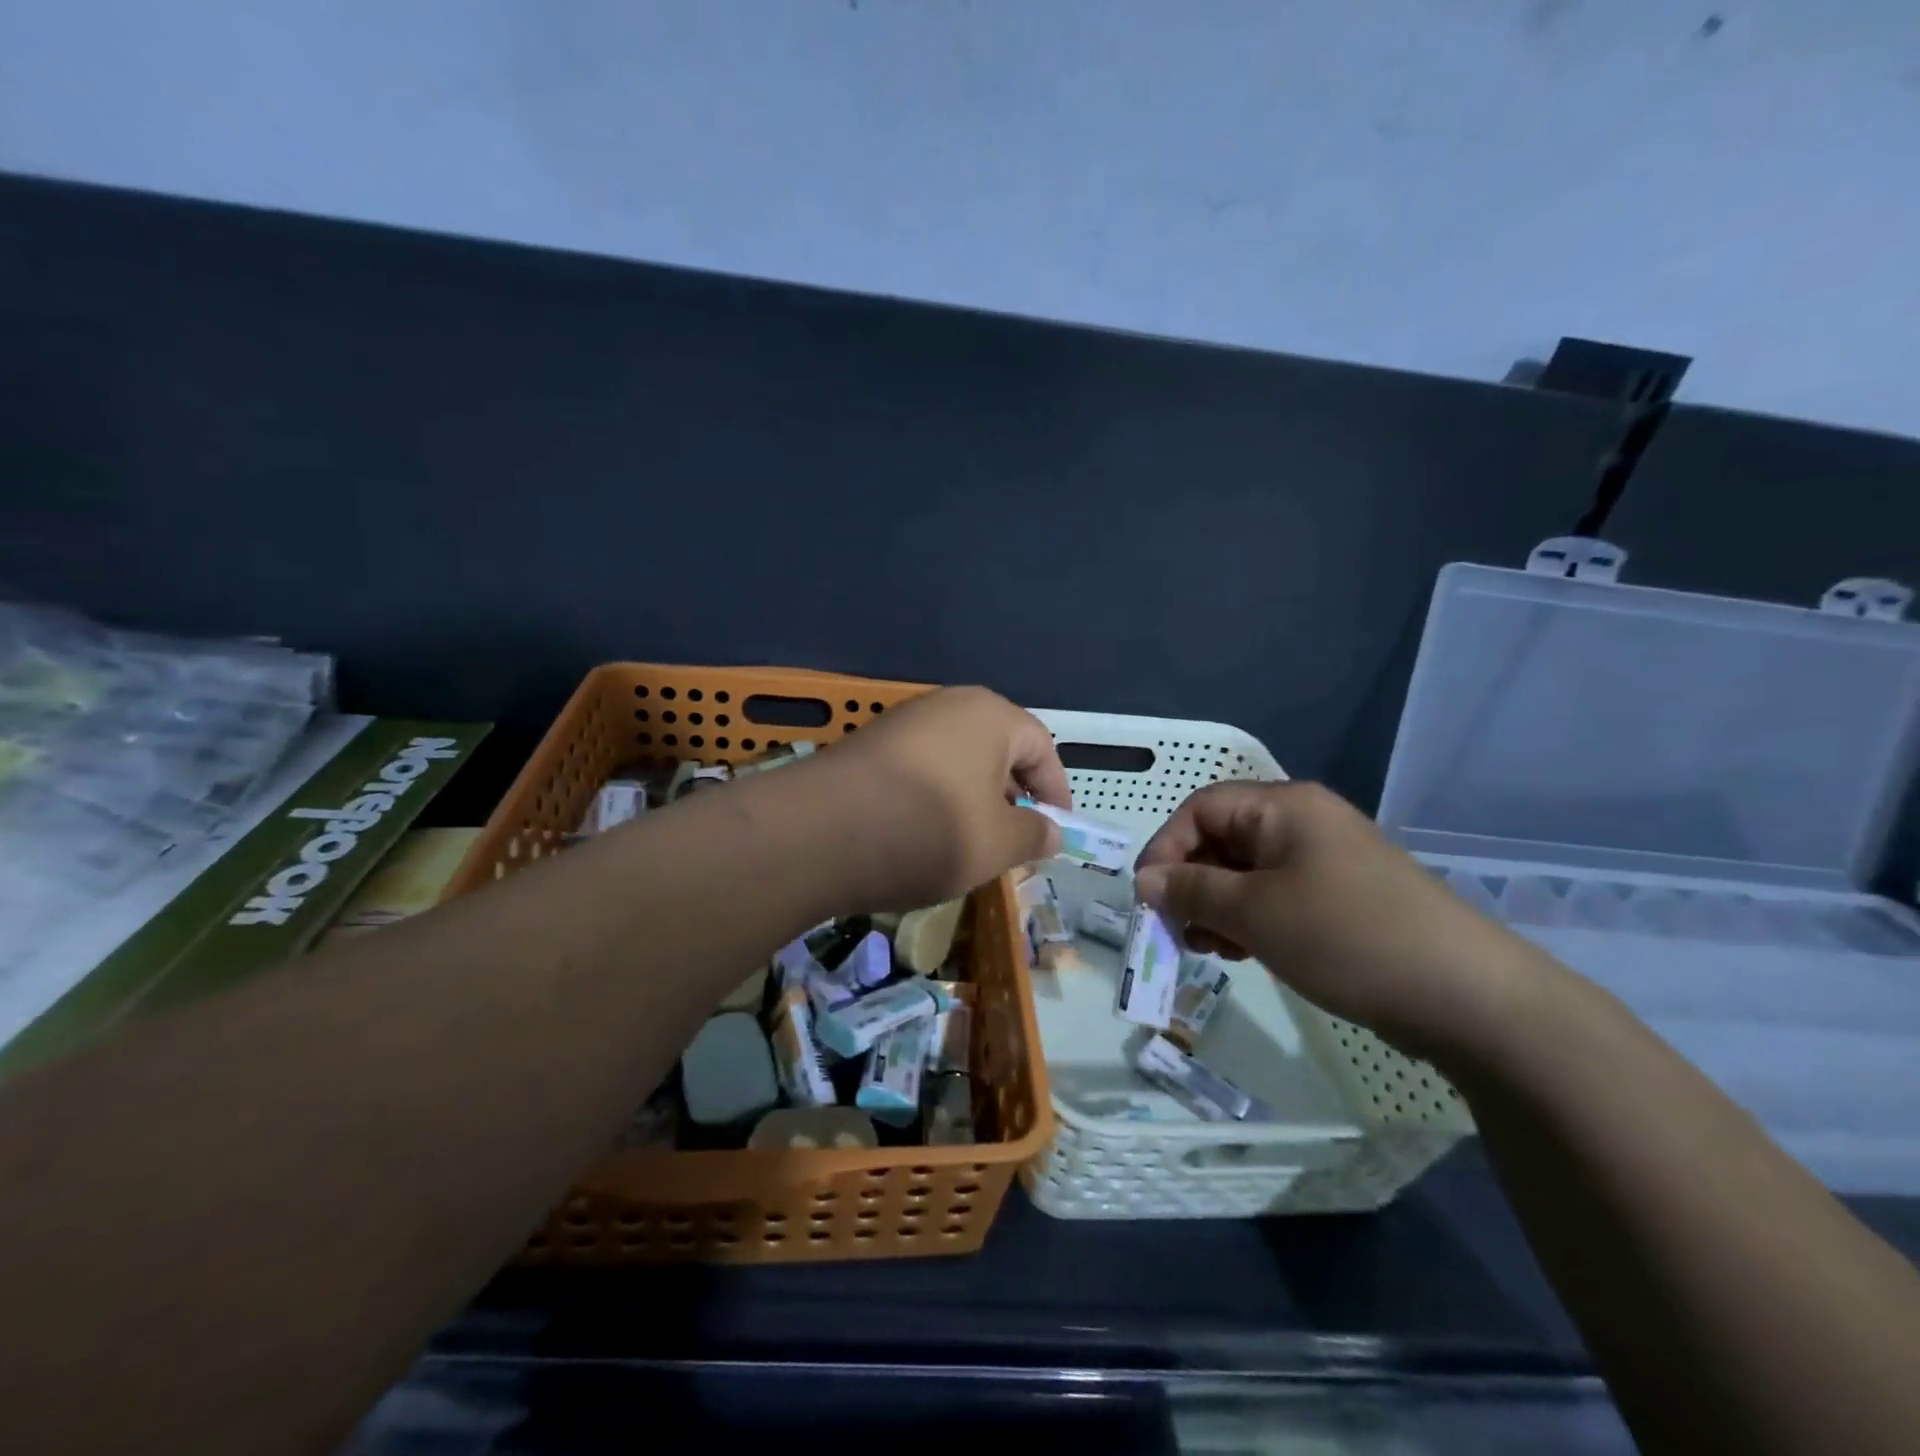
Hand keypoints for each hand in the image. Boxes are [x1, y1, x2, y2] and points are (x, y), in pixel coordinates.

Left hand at [807, 686, 1069, 911]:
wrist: (817, 833)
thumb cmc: (928, 831)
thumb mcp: (997, 844)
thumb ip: (1034, 835)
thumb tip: (1052, 832)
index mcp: (989, 715)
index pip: (1041, 747)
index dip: (1056, 791)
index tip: (1057, 830)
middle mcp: (946, 705)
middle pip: (996, 749)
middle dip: (1013, 795)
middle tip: (1016, 838)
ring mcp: (901, 723)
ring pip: (956, 760)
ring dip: (972, 799)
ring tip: (969, 843)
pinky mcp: (867, 746)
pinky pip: (920, 769)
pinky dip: (934, 798)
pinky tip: (922, 835)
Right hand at [1132, 781, 1546, 1059]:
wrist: (1466, 995)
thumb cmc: (1345, 935)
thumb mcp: (1253, 912)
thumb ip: (1190, 891)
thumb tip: (1143, 880)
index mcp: (1283, 807)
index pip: (1199, 808)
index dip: (1165, 848)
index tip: (1147, 898)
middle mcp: (1303, 822)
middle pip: (1222, 839)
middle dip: (1190, 883)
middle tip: (1176, 930)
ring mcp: (1325, 861)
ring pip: (1246, 872)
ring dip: (1216, 906)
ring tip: (1208, 948)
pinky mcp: (1341, 898)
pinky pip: (1276, 896)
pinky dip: (1249, 920)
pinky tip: (1244, 953)